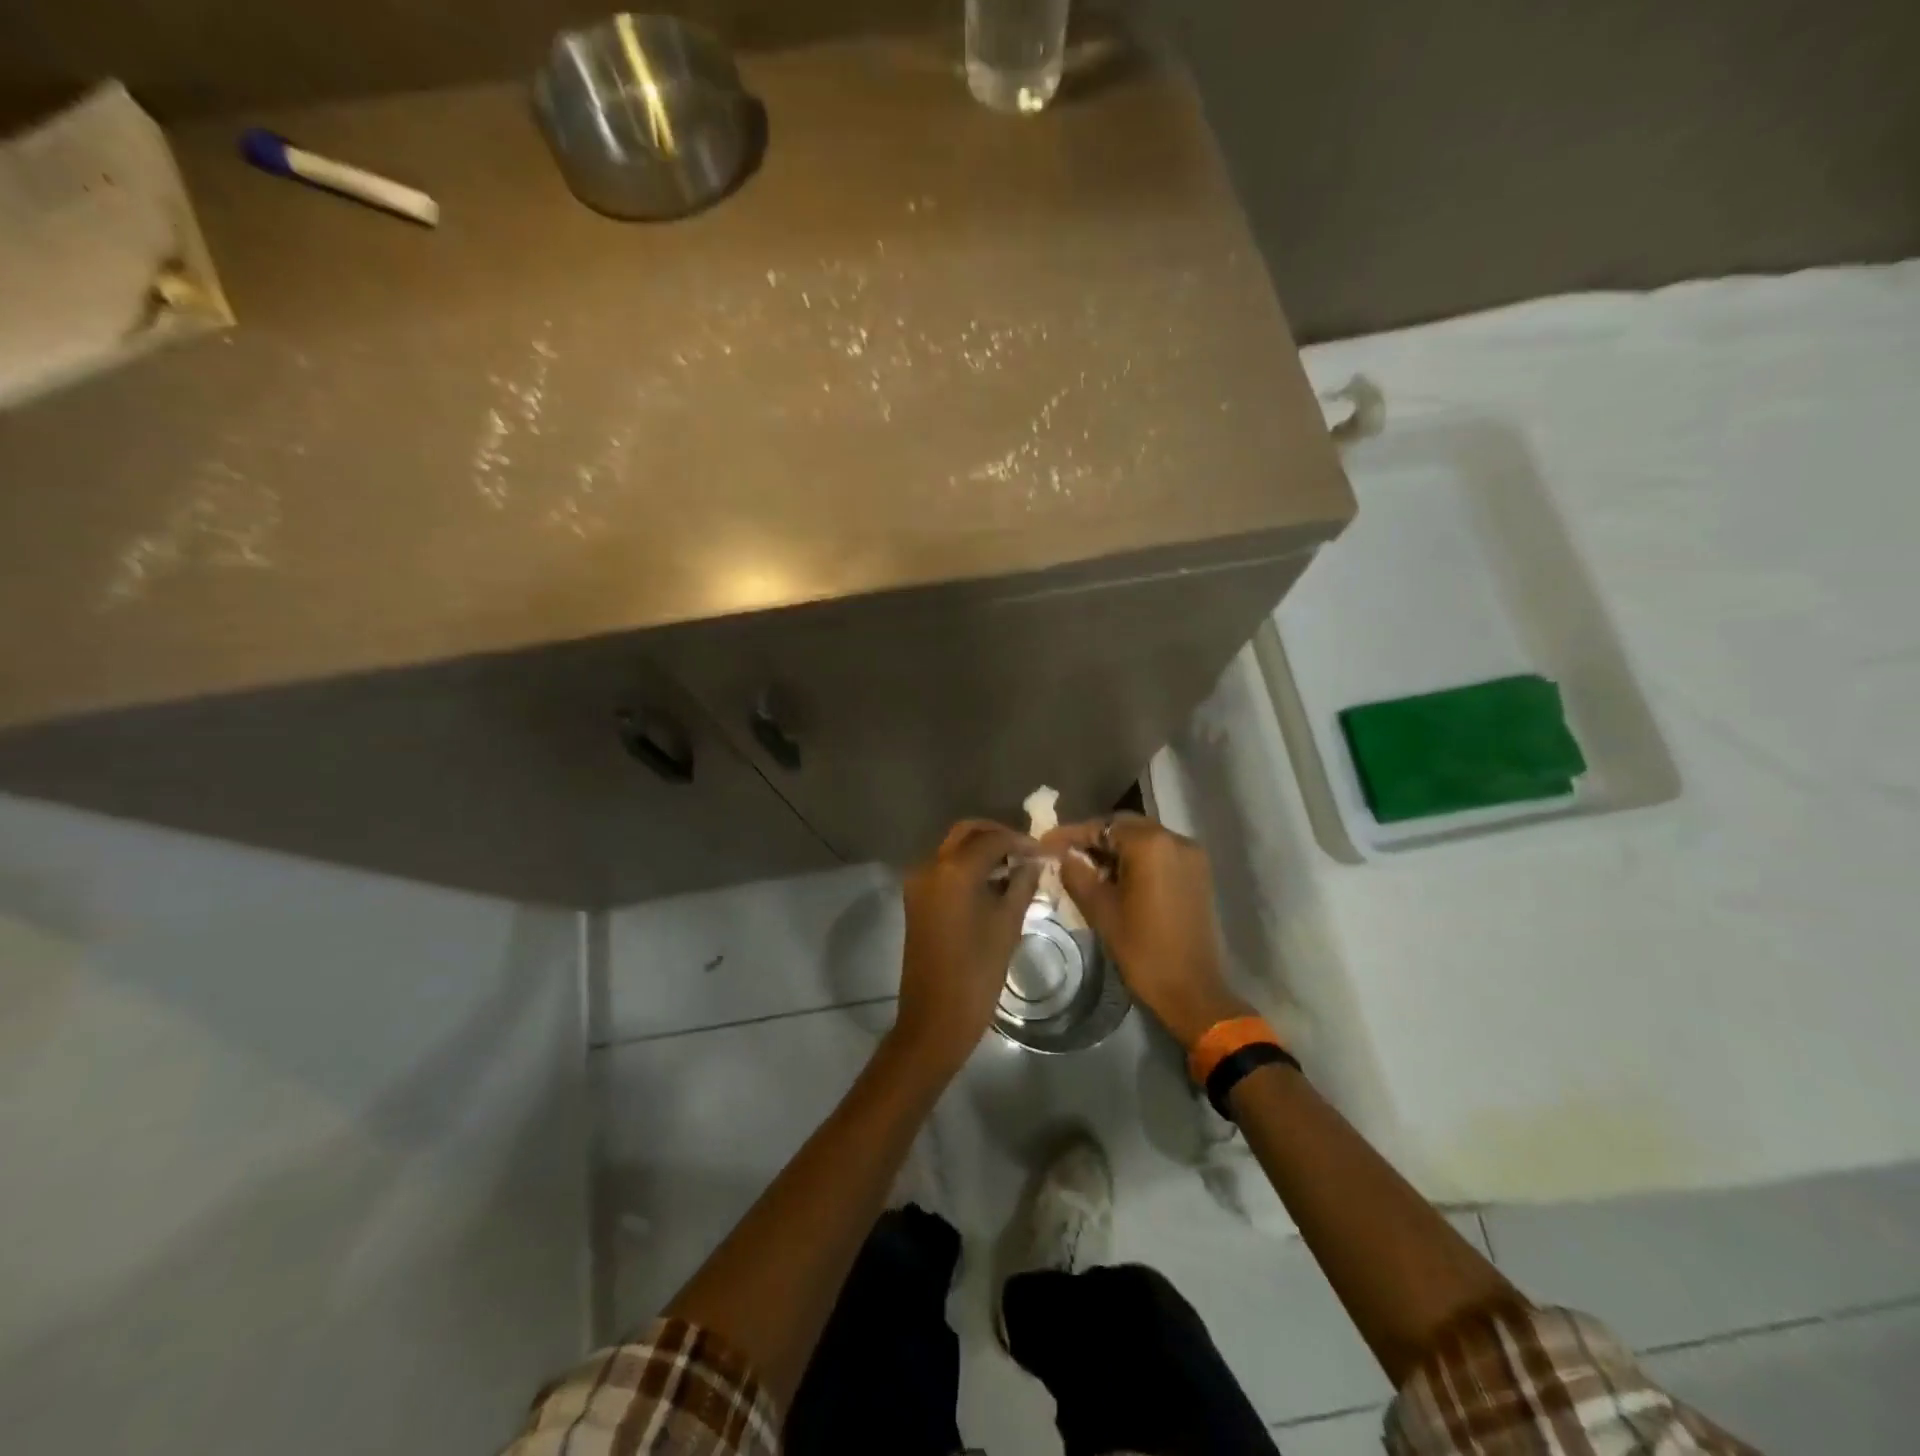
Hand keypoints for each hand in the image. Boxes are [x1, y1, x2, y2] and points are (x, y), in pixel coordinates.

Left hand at [892, 820, 1041, 1074]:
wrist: (935, 1018)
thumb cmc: (977, 973)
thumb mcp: (1008, 925)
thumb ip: (1022, 885)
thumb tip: (1033, 862)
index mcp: (954, 870)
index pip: (991, 839)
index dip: (1020, 841)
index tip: (1043, 851)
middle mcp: (930, 866)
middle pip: (966, 833)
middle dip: (996, 835)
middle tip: (1026, 852)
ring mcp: (918, 882)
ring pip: (953, 848)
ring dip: (981, 850)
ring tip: (1014, 866)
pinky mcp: (915, 899)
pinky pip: (943, 868)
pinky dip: (967, 866)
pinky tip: (993, 883)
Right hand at [1042, 814, 1252, 1050]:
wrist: (1192, 989)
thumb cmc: (1143, 949)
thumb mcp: (1100, 910)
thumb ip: (1077, 874)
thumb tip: (1063, 855)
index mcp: (1150, 845)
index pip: (1103, 826)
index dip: (1072, 834)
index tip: (1046, 843)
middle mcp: (1175, 839)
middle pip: (1125, 826)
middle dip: (1094, 837)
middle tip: (1066, 853)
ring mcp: (1191, 855)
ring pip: (1144, 838)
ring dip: (1116, 847)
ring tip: (1088, 867)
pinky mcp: (1198, 873)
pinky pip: (1161, 852)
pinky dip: (1137, 858)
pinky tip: (1117, 877)